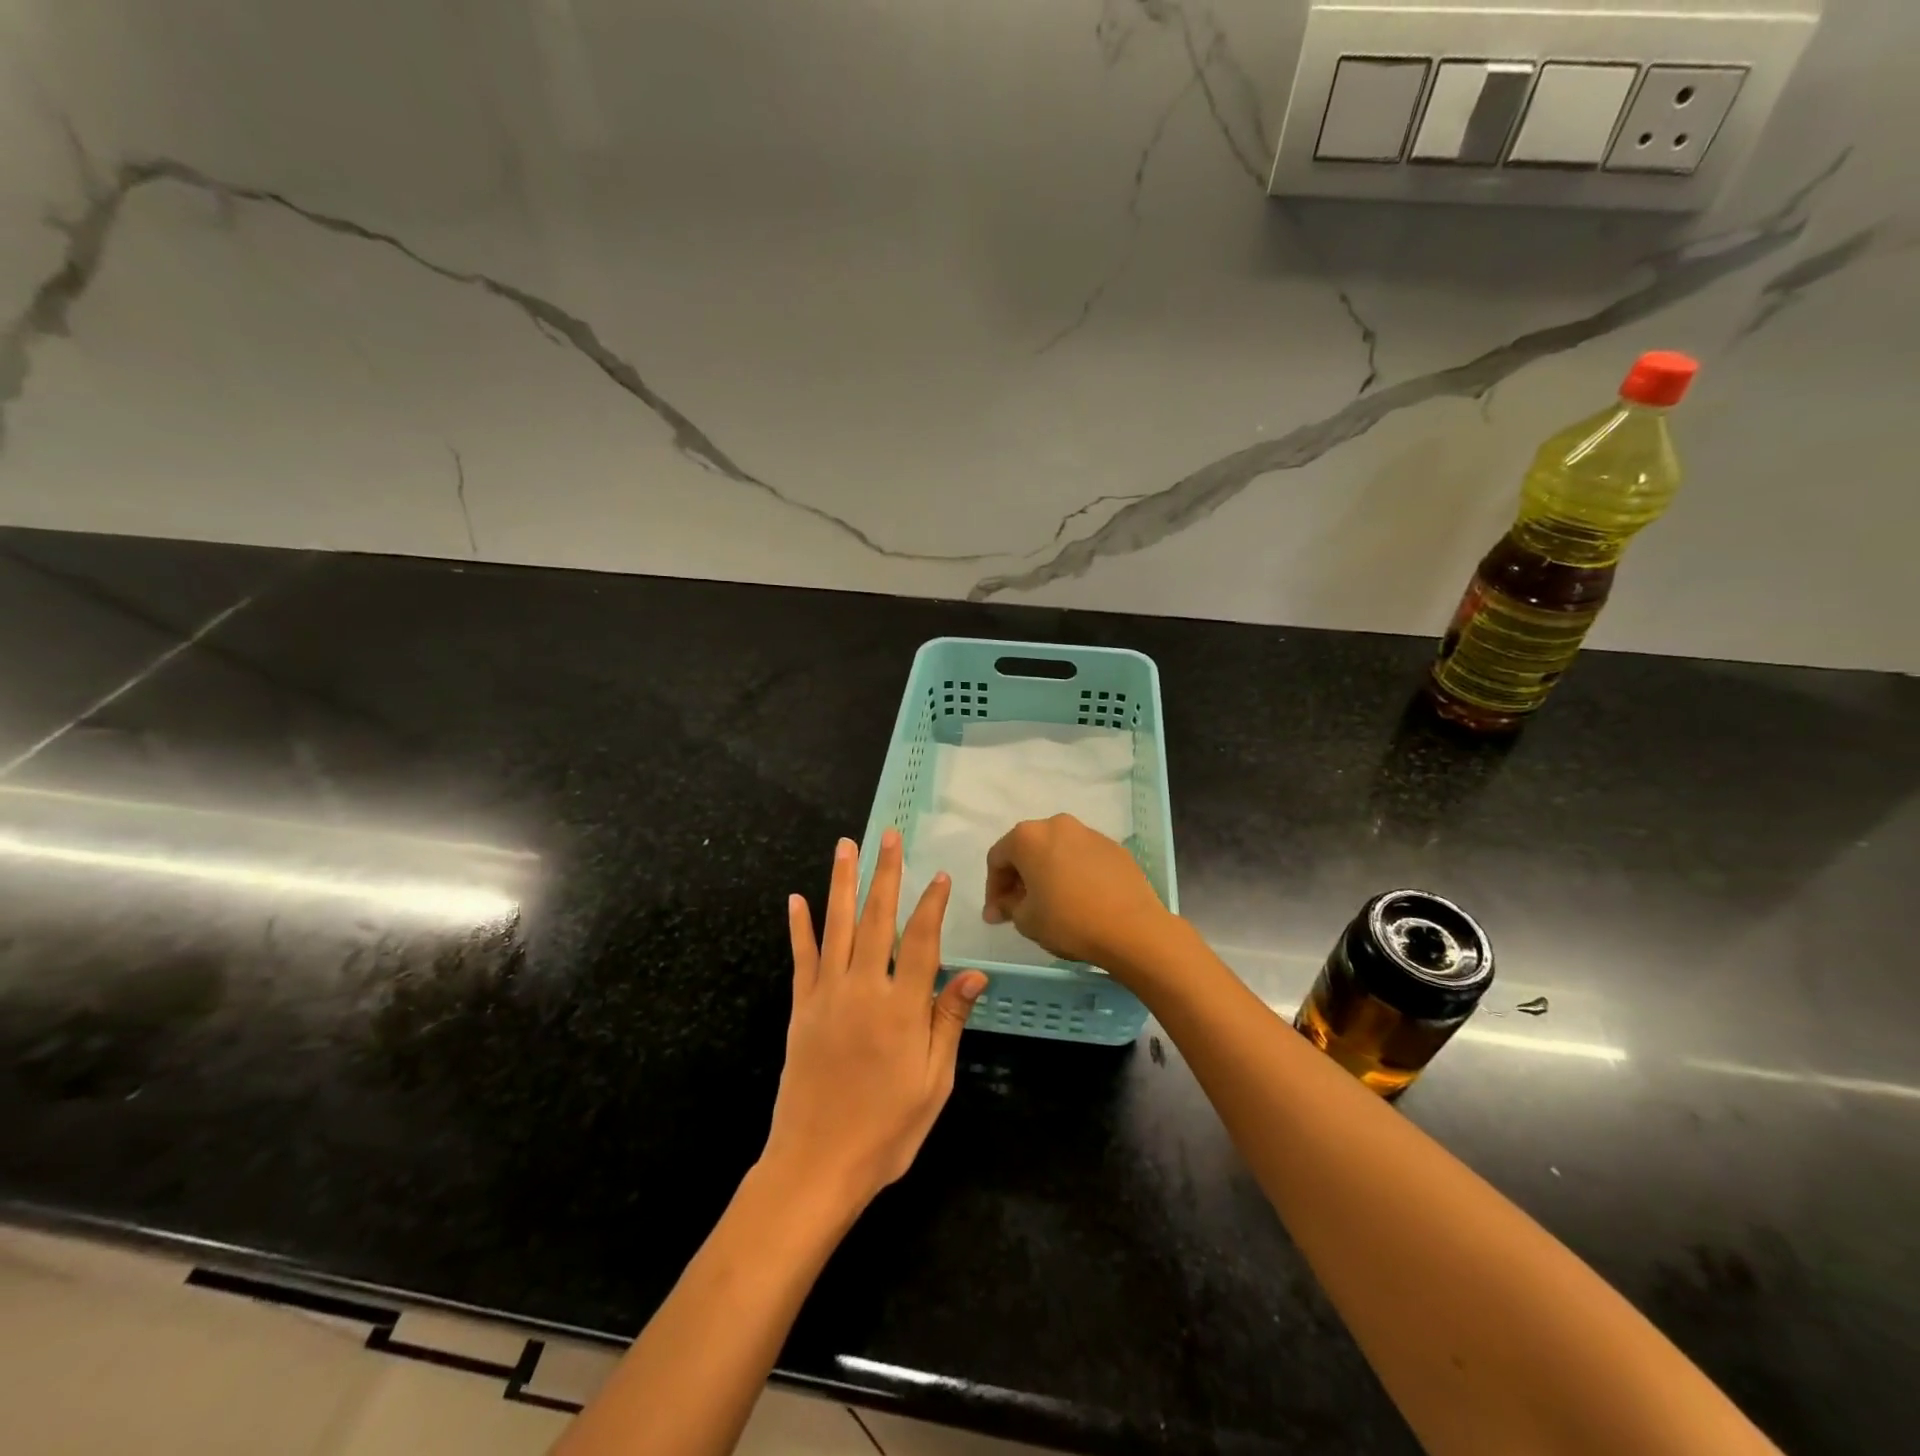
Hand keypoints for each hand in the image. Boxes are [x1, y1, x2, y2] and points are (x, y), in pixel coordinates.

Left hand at [761, 829, 985, 1214]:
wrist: (816, 1166)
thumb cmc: (886, 1130)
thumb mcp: (934, 1083)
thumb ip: (948, 1022)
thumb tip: (975, 973)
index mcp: (902, 1008)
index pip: (922, 941)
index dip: (932, 904)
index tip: (939, 874)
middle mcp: (863, 989)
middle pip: (877, 919)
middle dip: (885, 874)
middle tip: (887, 835)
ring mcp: (826, 995)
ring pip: (836, 926)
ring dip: (841, 883)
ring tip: (845, 846)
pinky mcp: (800, 1008)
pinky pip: (800, 958)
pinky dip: (799, 926)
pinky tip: (796, 899)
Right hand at [983, 813, 1170, 970]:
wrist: (1132, 928)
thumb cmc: (1069, 921)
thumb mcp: (1026, 920)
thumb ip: (1008, 906)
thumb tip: (1004, 905)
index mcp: (1028, 837)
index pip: (997, 858)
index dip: (993, 889)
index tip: (997, 916)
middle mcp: (1057, 824)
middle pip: (1027, 849)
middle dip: (1018, 878)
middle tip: (1019, 907)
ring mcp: (1089, 833)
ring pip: (1056, 850)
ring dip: (1047, 872)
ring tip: (1051, 902)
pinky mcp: (1114, 847)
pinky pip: (1082, 857)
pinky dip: (1073, 873)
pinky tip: (1080, 899)